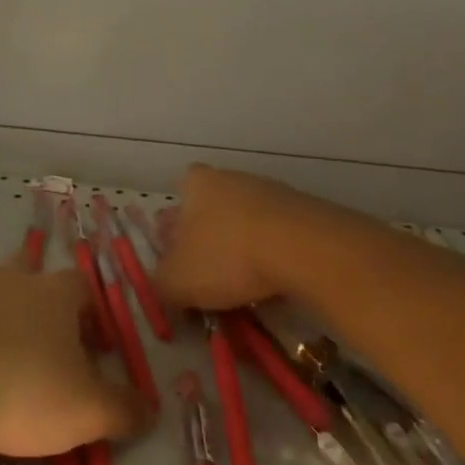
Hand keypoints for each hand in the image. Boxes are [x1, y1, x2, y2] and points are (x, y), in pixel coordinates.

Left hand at [0, 260, 150, 462]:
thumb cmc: (22, 389)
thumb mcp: (86, 411)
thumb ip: (123, 409)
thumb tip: (149, 409)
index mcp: (54, 293)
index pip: (83, 288)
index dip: (92, 316)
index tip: (94, 351)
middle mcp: (12, 278)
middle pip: (31, 274)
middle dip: (37, 304)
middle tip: (39, 347)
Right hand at [154, 164, 323, 311]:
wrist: (302, 248)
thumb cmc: (227, 256)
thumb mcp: (177, 281)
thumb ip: (161, 284)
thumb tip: (163, 286)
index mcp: (194, 184)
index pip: (178, 199)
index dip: (176, 230)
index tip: (181, 259)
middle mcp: (229, 177)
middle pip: (212, 208)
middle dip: (210, 239)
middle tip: (211, 274)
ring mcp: (268, 190)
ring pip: (245, 221)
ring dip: (243, 247)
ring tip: (245, 284)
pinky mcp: (301, 209)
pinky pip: (277, 234)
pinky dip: (273, 253)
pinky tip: (274, 279)